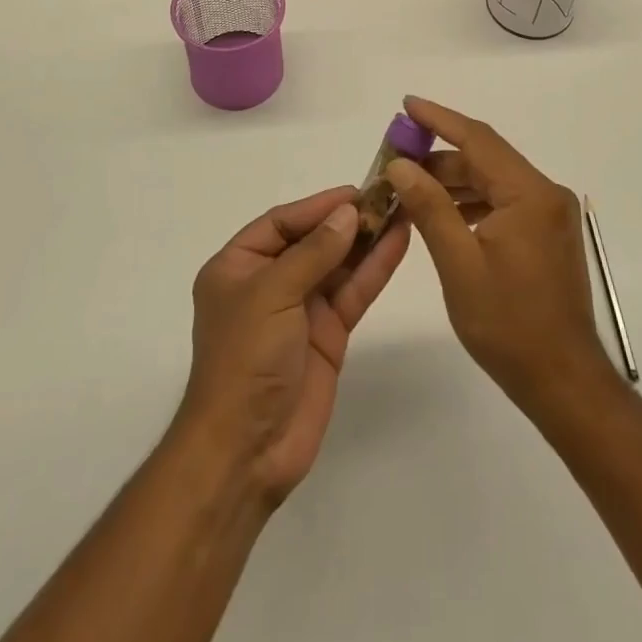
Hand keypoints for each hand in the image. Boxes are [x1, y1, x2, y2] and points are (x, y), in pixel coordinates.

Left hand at [174, 187, 410, 505]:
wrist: (247, 450)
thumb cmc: (245, 359)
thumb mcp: (271, 294)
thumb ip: (313, 252)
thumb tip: (347, 212)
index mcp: (238, 266)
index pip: (281, 223)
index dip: (318, 206)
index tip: (356, 190)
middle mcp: (269, 282)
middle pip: (313, 240)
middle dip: (348, 219)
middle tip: (389, 195)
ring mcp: (301, 309)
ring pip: (339, 264)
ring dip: (367, 239)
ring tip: (403, 208)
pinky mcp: (328, 334)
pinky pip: (353, 292)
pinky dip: (375, 268)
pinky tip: (398, 242)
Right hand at [385, 97, 613, 411]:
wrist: (564, 382)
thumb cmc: (509, 325)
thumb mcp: (459, 264)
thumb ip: (430, 207)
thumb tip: (401, 165)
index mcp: (529, 195)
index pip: (478, 140)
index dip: (439, 119)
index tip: (407, 105)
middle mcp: (546, 194)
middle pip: (486, 159)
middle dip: (439, 156)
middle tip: (397, 158)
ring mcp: (550, 215)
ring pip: (494, 181)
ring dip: (454, 181)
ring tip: (410, 187)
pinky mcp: (548, 235)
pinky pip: (504, 202)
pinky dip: (472, 202)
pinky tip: (443, 214)